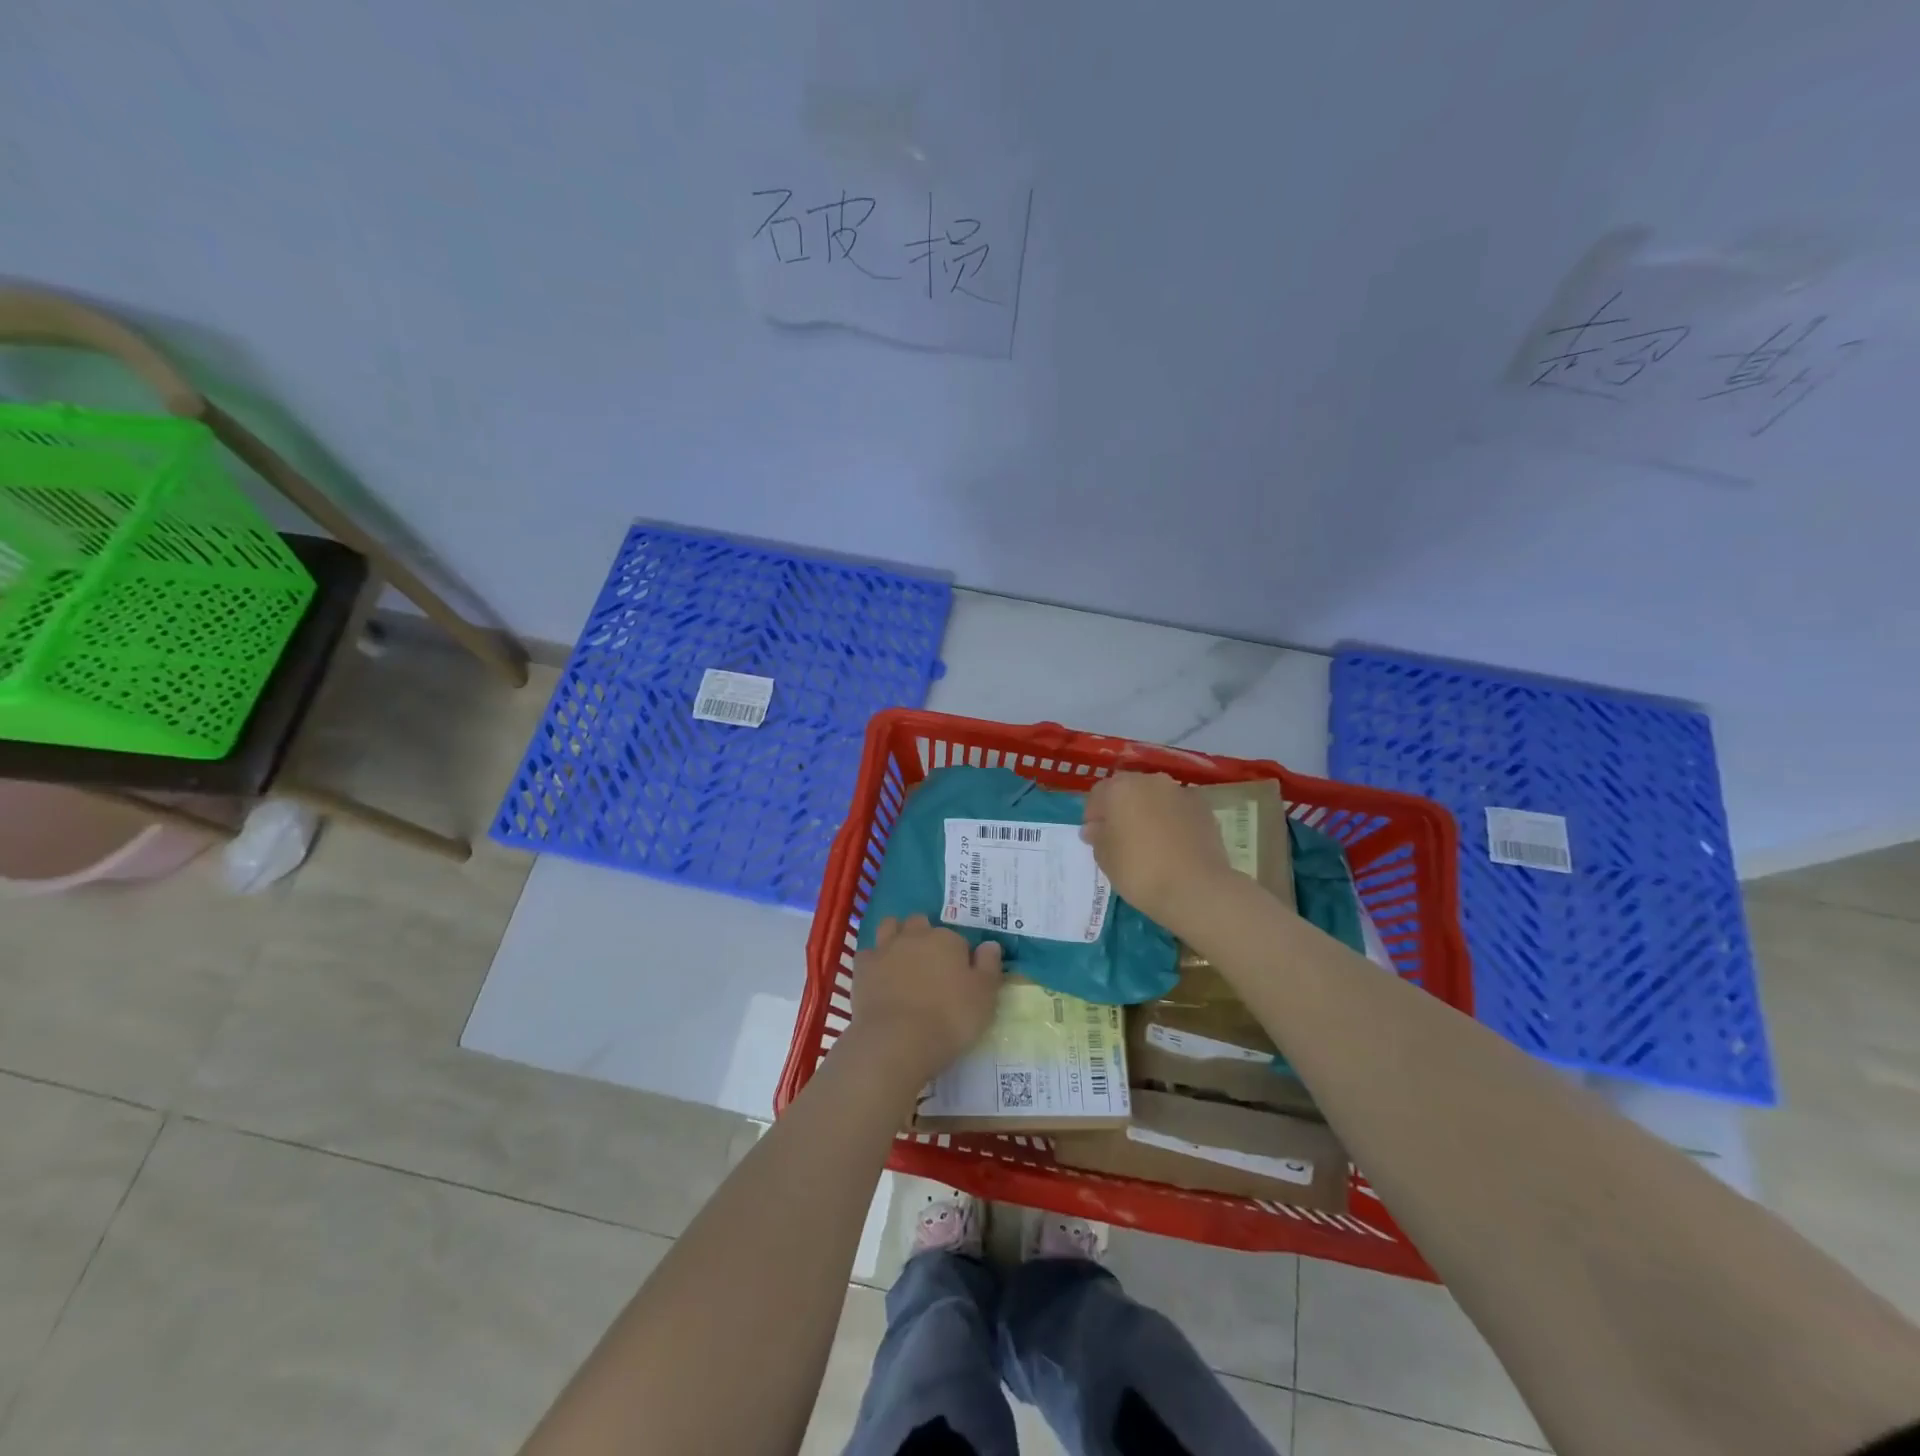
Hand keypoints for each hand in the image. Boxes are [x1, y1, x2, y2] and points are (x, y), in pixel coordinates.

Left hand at [847, 915, 1002, 1086]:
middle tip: (931, 963)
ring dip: (897, 935)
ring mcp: (886, 949)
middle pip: (921, 924)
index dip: (960, 956)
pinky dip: (874, 959)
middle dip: (925, 935)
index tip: (961, 976)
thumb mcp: (985, 997)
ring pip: (891, 926)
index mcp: (947, 940)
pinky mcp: (862, 968)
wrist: (897, 1040)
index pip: (957, 939)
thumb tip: (990, 944)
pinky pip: (868, 953)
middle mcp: (915, 936)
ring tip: (903, 958)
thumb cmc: (950, 1019)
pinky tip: (879, 975)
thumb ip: (989, 966)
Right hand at [1081, 772, 1235, 929]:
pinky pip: (1179, 810)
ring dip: (1149, 811)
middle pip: (1129, 789)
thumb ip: (1097, 836)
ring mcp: (1181, 792)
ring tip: (1150, 841)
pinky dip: (1173, 820)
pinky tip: (1173, 845)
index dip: (1093, 814)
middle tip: (1120, 837)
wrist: (1196, 889)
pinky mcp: (1204, 809)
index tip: (1095, 837)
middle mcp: (1151, 781)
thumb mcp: (1104, 858)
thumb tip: (1095, 828)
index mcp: (1120, 788)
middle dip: (1122, 808)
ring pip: (1156, 797)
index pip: (1098, 793)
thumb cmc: (1139, 871)